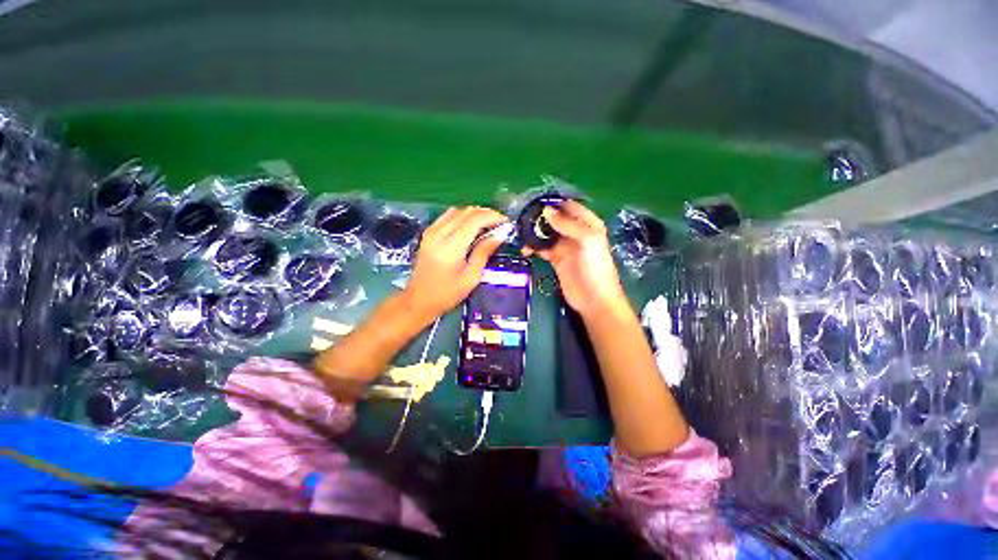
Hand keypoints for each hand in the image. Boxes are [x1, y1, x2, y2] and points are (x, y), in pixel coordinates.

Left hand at [403, 206, 507, 320]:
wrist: (419, 299)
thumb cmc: (447, 293)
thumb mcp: (471, 277)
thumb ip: (484, 252)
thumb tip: (499, 235)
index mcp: (450, 247)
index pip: (474, 219)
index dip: (492, 216)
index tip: (505, 222)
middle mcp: (439, 234)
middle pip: (466, 212)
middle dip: (486, 214)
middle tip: (499, 224)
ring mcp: (431, 232)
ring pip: (457, 211)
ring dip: (474, 214)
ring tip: (487, 225)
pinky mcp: (428, 233)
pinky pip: (448, 216)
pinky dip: (463, 217)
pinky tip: (471, 228)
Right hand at [522, 201, 626, 316]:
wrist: (594, 298)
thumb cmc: (595, 266)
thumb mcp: (587, 240)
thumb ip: (567, 224)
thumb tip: (546, 211)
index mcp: (588, 224)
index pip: (570, 207)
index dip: (555, 203)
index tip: (536, 201)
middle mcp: (575, 232)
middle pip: (556, 219)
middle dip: (541, 217)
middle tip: (523, 217)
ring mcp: (565, 246)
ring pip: (547, 233)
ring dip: (535, 233)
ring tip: (520, 232)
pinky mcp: (556, 259)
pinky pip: (542, 249)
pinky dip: (533, 247)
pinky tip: (525, 249)